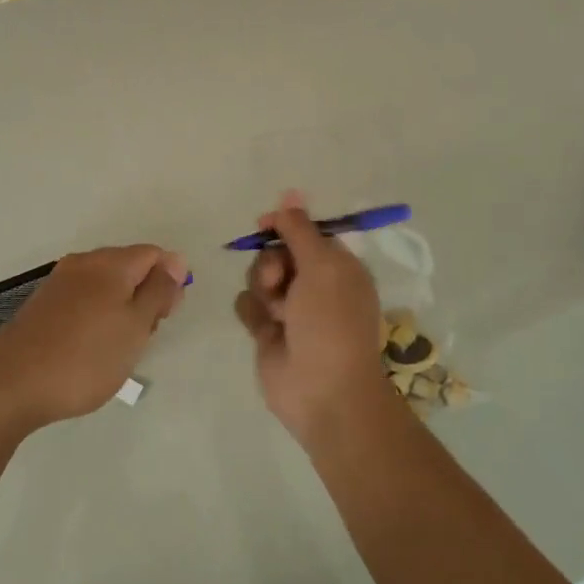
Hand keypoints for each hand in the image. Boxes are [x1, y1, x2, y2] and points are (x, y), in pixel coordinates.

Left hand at [0, 245, 188, 439]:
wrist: (10, 385)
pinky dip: (96, 318)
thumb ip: (159, 291)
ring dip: (121, 310)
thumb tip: (175, 261)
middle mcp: (83, 263)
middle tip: (142, 338)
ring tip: (117, 349)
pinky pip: (83, 301)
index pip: (154, 255)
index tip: (164, 318)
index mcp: (109, 263)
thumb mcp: (135, 326)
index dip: (169, 282)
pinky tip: (90, 349)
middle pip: (129, 268)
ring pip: (105, 286)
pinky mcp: (42, 306)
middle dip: (145, 297)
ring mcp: (58, 284)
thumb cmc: (85, 358)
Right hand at [234, 193, 398, 447]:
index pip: (305, 232)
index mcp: (337, 266)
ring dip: (262, 289)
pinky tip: (265, 329)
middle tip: (279, 280)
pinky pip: (246, 305)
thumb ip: (300, 229)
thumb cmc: (330, 323)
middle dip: (271, 262)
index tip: (265, 225)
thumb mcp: (321, 266)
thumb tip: (290, 192)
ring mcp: (289, 308)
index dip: (284, 226)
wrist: (322, 390)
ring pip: (257, 277)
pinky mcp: (267, 330)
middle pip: (276, 252)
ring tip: (277, 313)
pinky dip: (253, 313)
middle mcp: (314, 284)